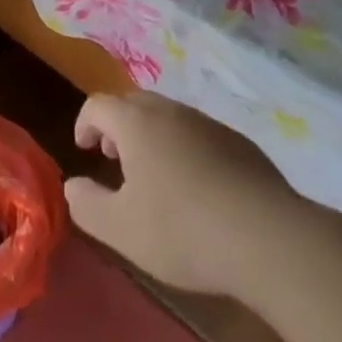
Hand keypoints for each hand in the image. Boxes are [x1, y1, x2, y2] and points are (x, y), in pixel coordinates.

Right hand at [65, 92, 300, 297]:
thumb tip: (72, 185)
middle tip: (115, 159)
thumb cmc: (184, 230)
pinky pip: (198, 134)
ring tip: (154, 177)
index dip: (84, 123)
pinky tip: (197, 189)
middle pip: (133, 103)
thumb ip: (87, 204)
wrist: (269, 237)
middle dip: (118, 126)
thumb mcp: (122, 230)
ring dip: (151, 137)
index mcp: (136, 123)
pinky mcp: (238, 142)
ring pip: (168, 117)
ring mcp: (208, 123)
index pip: (98, 105)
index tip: (84, 150)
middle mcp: (170, 110)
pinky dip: (185, 149)